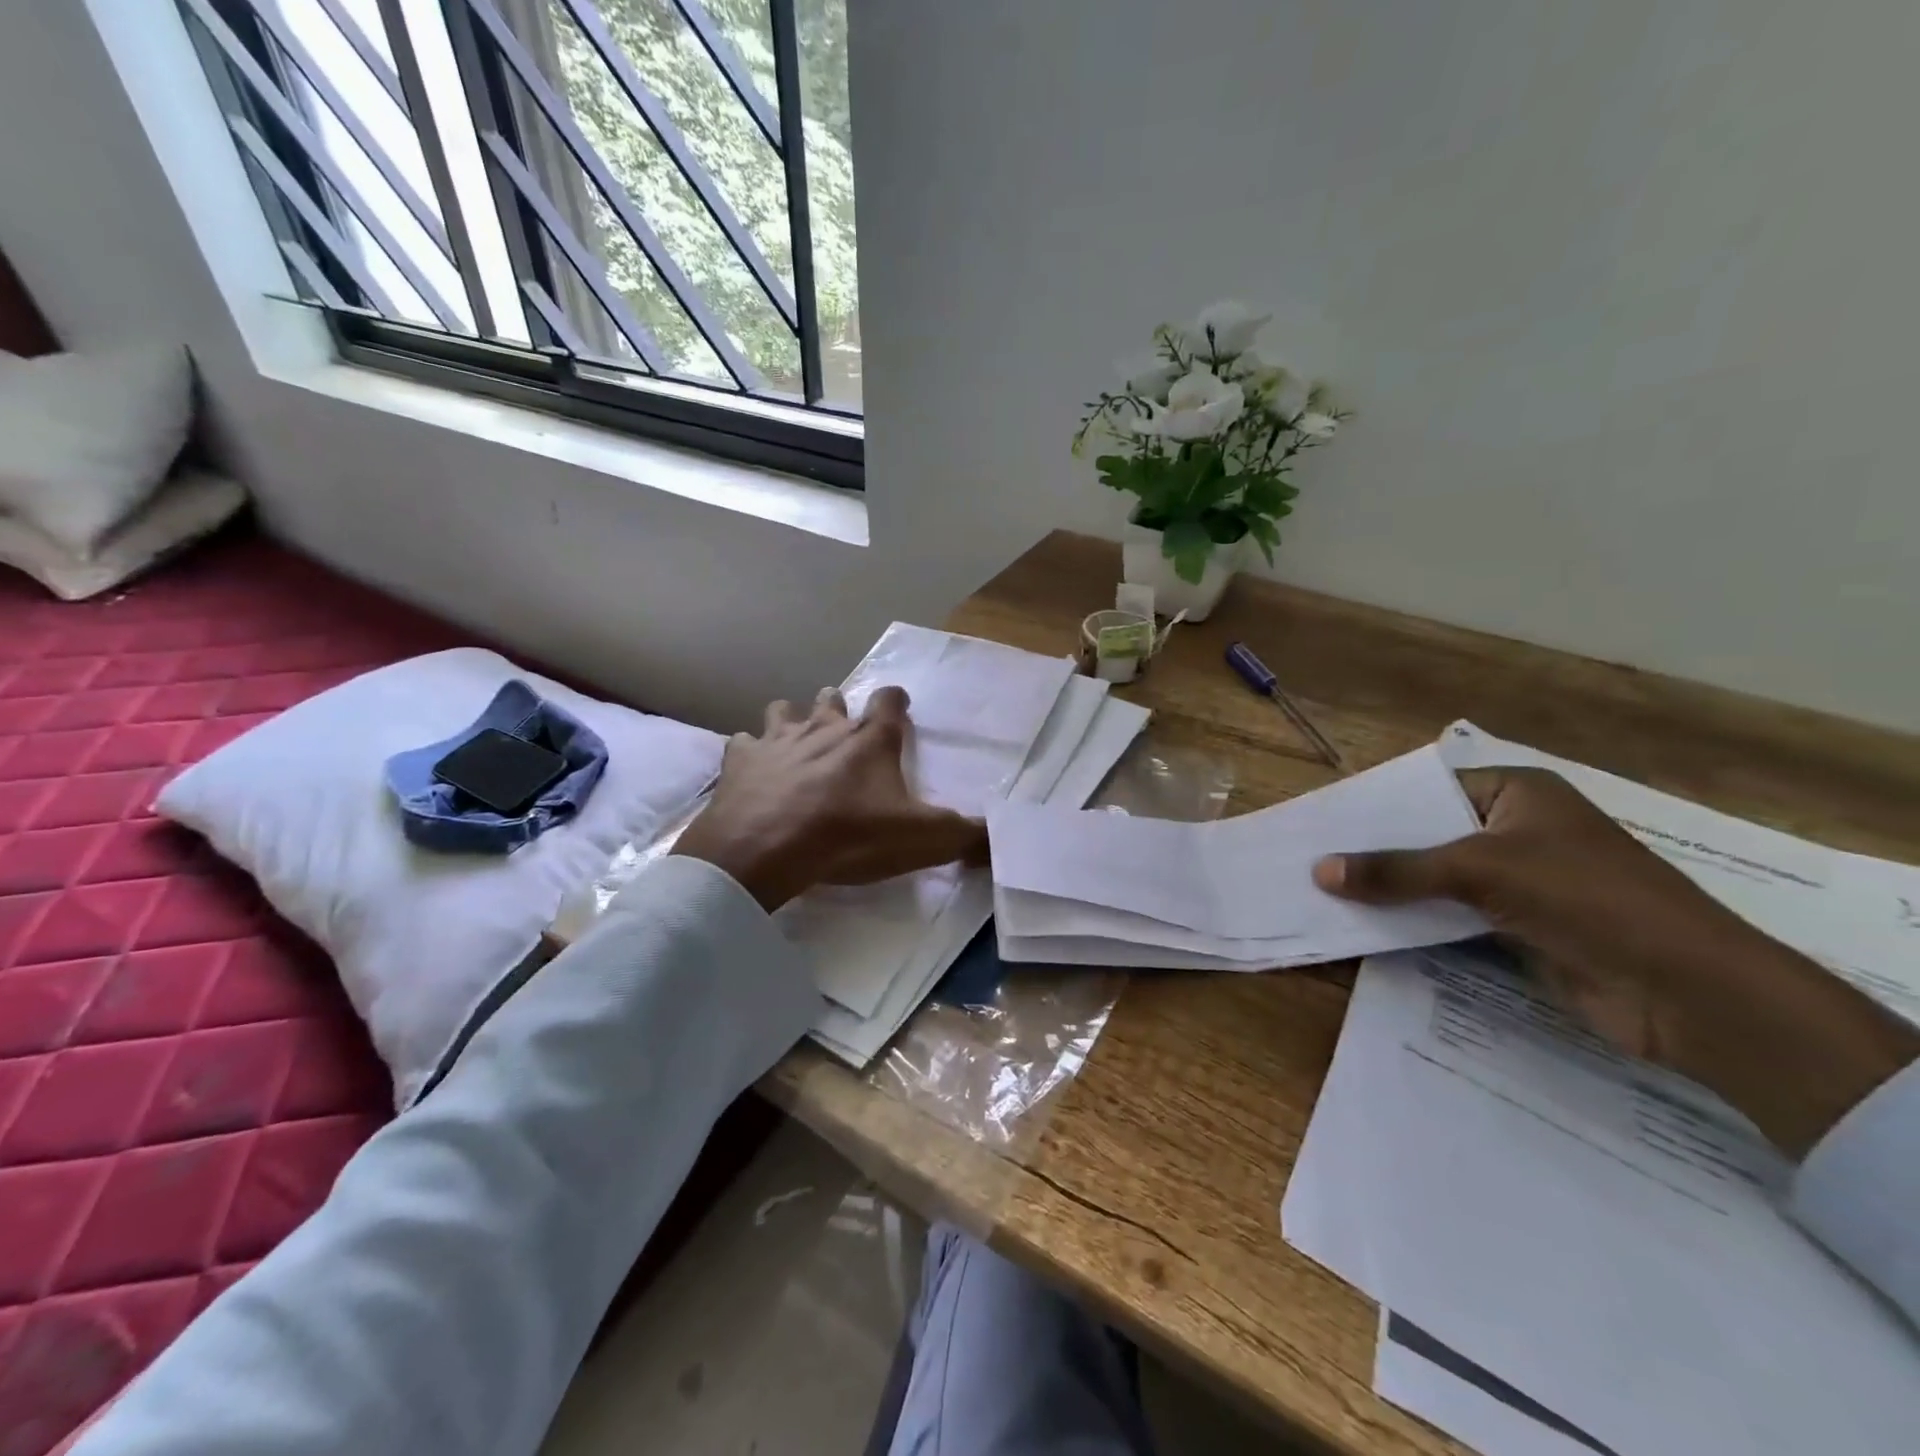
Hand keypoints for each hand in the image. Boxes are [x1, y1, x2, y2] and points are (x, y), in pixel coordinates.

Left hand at [672, 686, 985, 912]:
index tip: (899, 708)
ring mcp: (777, 739)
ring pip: (783, 710)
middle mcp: (824, 727)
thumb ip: (966, 835)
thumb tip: (1001, 839)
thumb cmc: (849, 836)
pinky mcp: (739, 760)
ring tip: (796, 741)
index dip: (897, 702)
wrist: (767, 850)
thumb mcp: (922, 839)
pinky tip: (752, 769)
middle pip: (832, 698)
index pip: (890, 700)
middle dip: (839, 707)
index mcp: (869, 740)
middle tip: (842, 729)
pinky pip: (742, 744)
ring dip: (792, 719)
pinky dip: (748, 753)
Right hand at [1314, 767, 1919, 1156]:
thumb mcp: (1482, 872)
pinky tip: (1365, 925)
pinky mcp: (1518, 927)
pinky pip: (1450, 916)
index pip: (1429, 787)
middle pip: (1428, 834)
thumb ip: (1397, 871)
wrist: (1688, 992)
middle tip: (1308, 856)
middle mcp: (1515, 830)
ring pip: (1436, 879)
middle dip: (1374, 851)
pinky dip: (1414, 921)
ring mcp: (1519, 882)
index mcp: (1517, 794)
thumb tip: (1319, 870)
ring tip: (1321, 890)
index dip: (1376, 803)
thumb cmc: (1587, 899)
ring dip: (1391, 890)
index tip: (1320, 818)